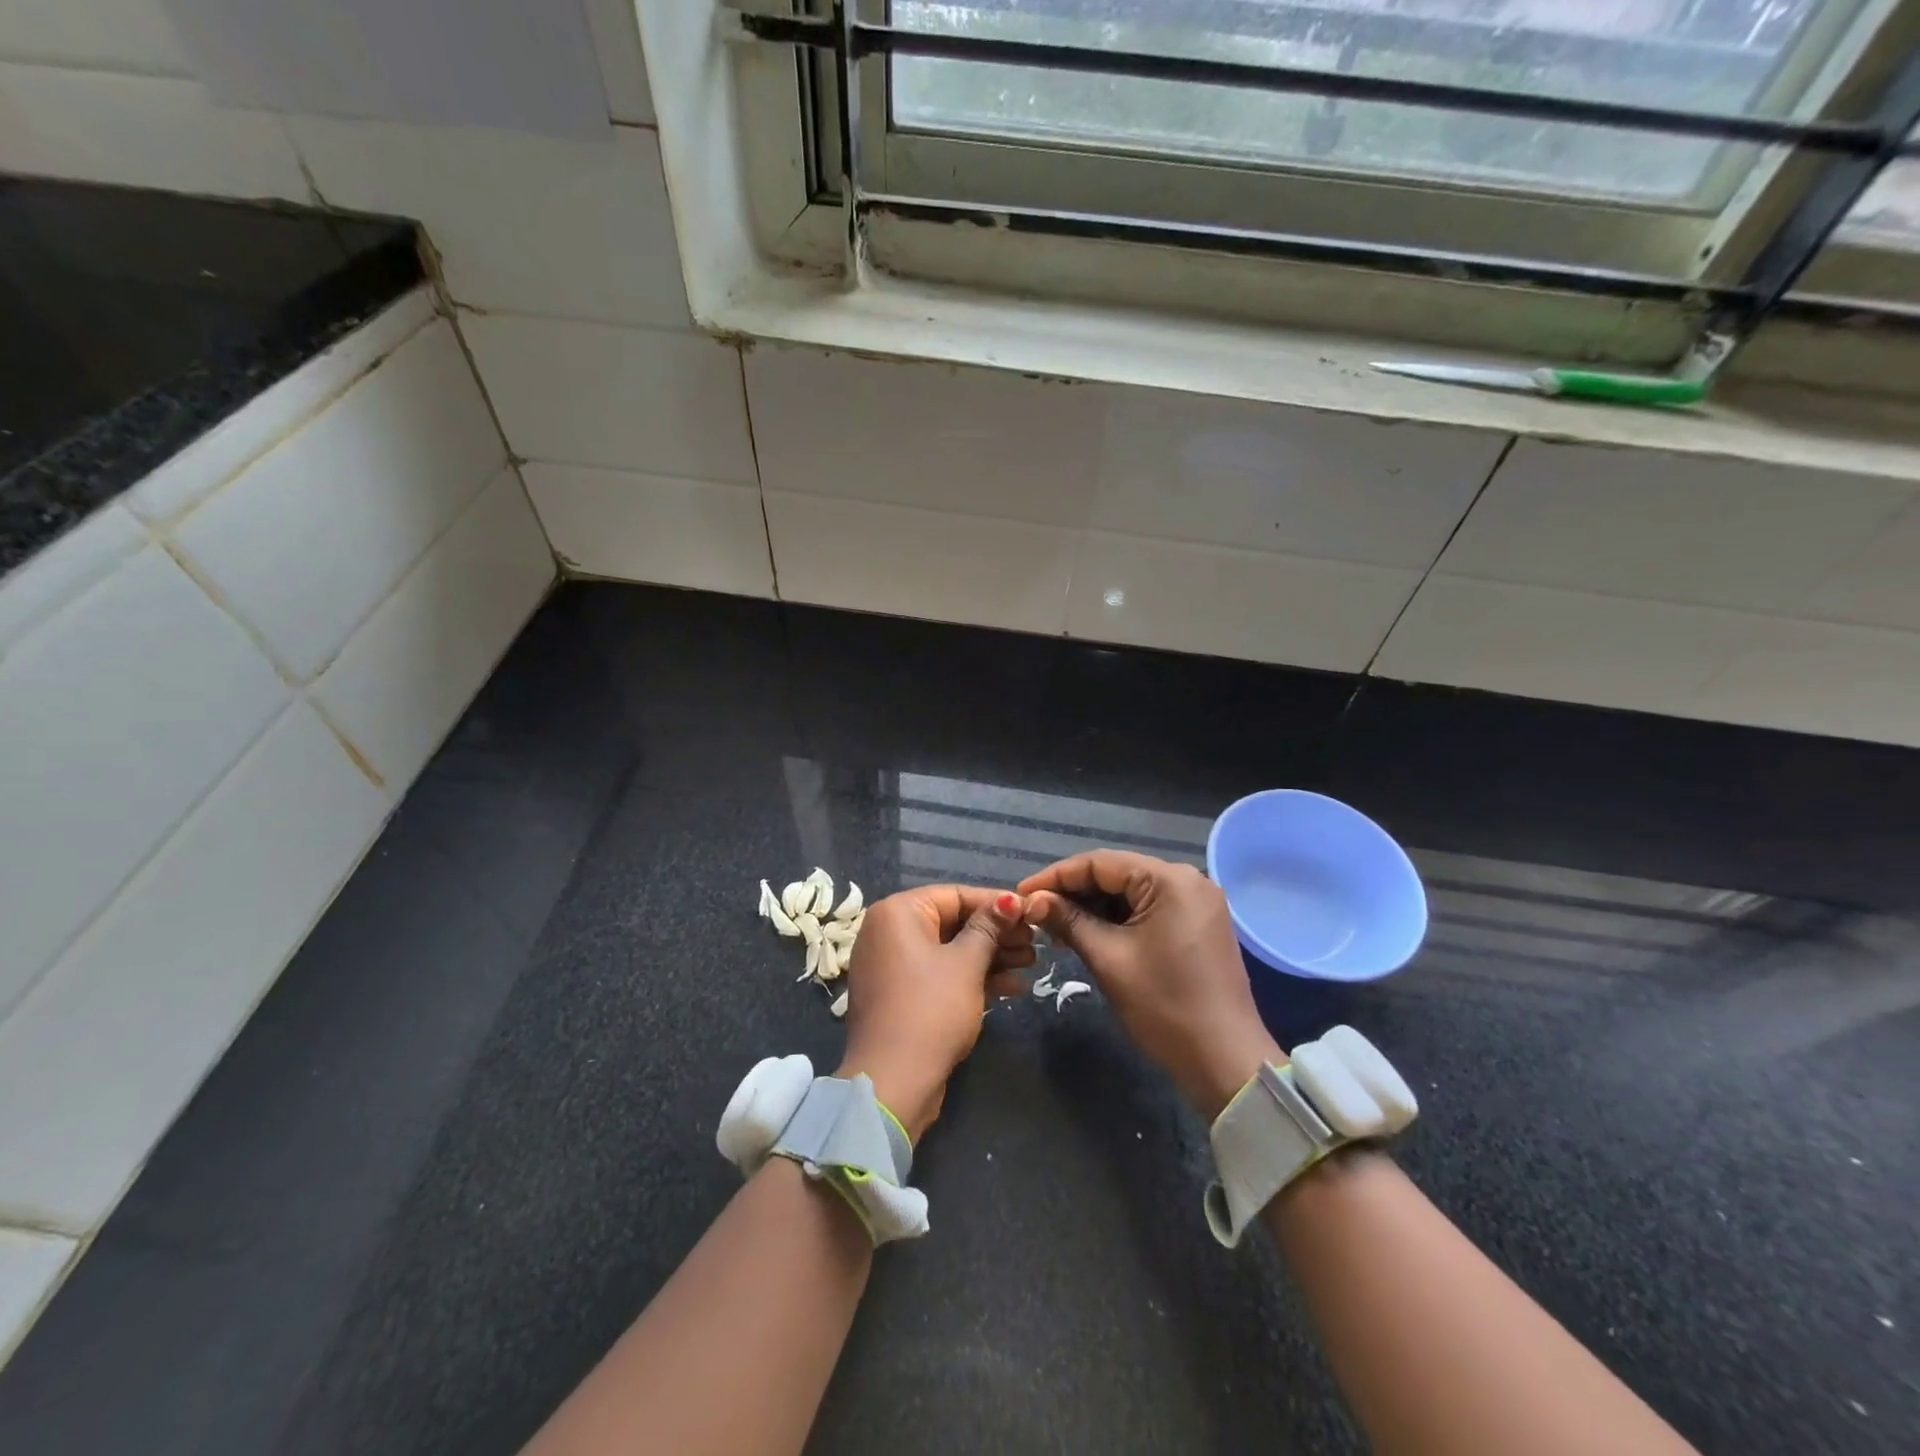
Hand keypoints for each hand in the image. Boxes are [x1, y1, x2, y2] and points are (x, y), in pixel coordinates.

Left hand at [835, 886, 1031, 1142]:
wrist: (893, 1081)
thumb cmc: (931, 1009)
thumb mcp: (967, 964)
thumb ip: (989, 927)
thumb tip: (1010, 899)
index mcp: (898, 912)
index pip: (955, 896)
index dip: (996, 904)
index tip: (1031, 913)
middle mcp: (888, 931)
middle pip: (952, 923)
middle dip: (996, 934)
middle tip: (1034, 944)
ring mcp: (892, 965)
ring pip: (949, 951)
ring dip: (989, 957)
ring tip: (1031, 965)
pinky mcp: (900, 995)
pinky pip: (939, 974)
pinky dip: (970, 978)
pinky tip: (1011, 988)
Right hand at [1020, 852, 1280, 1120]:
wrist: (1225, 1061)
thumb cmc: (1164, 1006)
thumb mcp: (1109, 959)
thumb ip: (1068, 921)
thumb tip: (1031, 901)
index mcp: (1170, 879)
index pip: (1100, 863)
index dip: (1055, 876)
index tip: (1021, 894)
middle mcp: (1187, 879)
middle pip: (1116, 874)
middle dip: (1073, 893)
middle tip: (1035, 913)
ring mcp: (1197, 902)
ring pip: (1131, 893)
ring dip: (1093, 908)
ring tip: (1055, 927)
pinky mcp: (1198, 924)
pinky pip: (1148, 910)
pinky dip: (1118, 920)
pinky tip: (1088, 934)